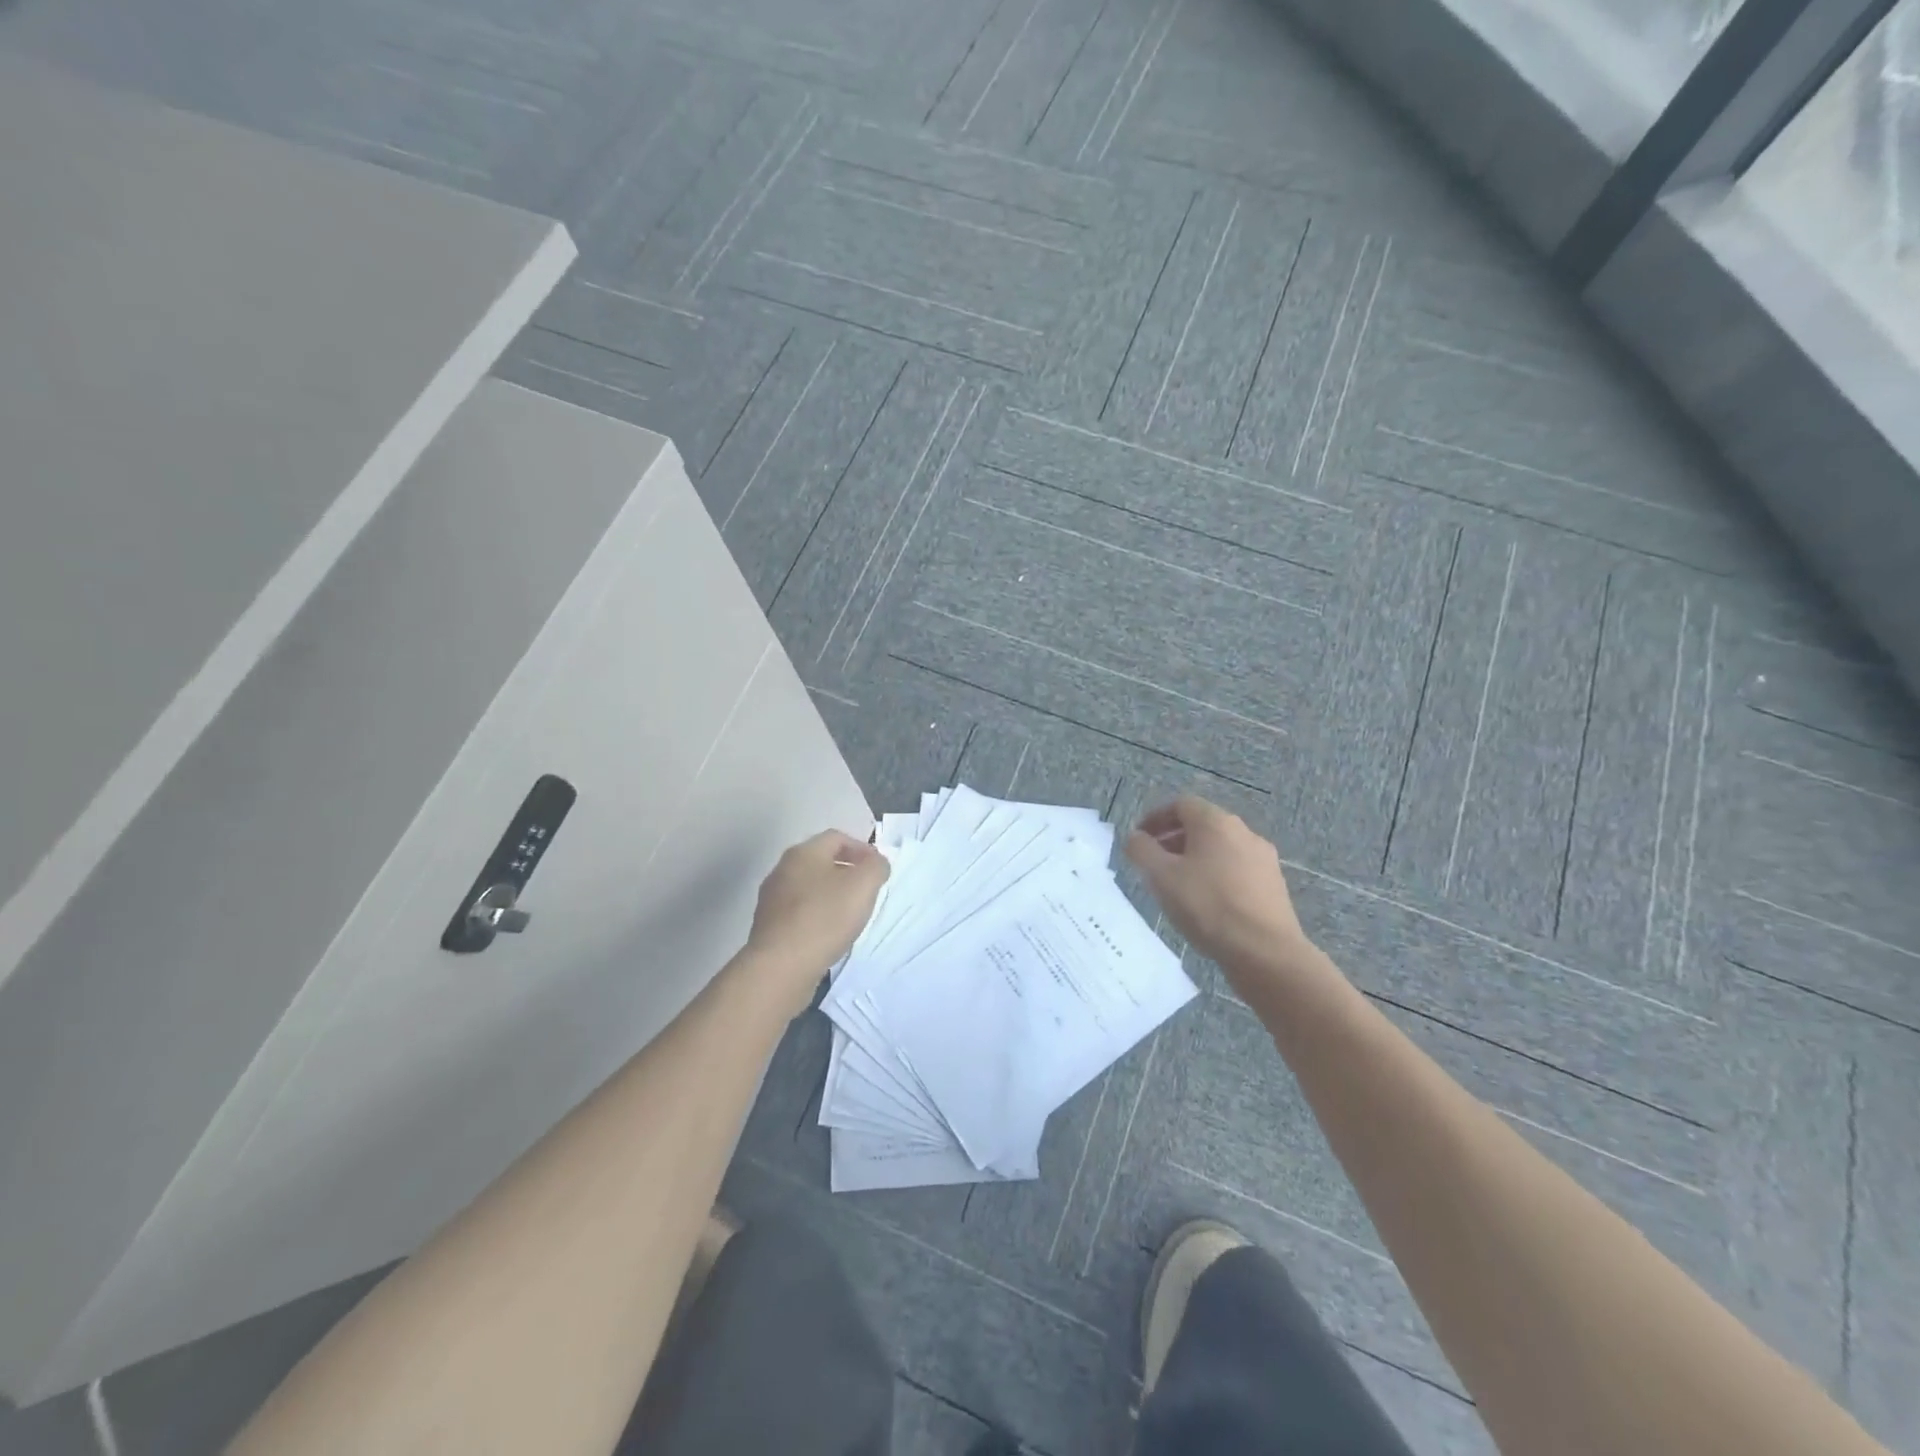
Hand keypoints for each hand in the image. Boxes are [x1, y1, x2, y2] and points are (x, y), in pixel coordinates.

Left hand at [743, 829, 888, 1015]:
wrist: (780, 967)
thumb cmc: (825, 918)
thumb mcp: (864, 885)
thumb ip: (876, 866)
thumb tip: (875, 863)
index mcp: (803, 852)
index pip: (837, 838)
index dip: (862, 848)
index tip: (878, 869)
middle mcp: (782, 869)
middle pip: (820, 862)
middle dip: (846, 872)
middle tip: (867, 891)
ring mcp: (771, 899)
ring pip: (808, 888)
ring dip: (830, 895)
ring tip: (850, 915)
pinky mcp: (768, 927)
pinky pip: (798, 913)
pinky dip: (816, 916)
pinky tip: (828, 934)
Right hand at [1124, 797, 1312, 974]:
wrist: (1265, 952)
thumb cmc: (1207, 906)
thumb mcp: (1161, 876)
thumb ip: (1141, 850)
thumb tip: (1135, 837)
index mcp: (1215, 822)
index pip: (1180, 804)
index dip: (1155, 818)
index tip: (1139, 839)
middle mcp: (1243, 832)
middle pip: (1202, 825)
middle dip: (1173, 838)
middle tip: (1153, 862)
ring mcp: (1263, 858)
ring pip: (1220, 848)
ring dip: (1194, 858)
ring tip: (1177, 885)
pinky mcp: (1273, 884)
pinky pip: (1236, 868)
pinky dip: (1215, 874)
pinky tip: (1206, 902)